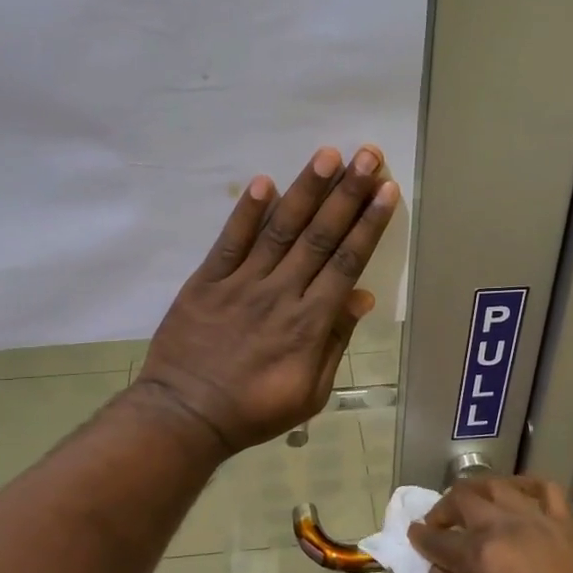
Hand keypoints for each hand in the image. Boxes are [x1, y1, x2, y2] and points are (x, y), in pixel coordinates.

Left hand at [134, 145, 399, 453]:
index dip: (369, 224)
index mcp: (310, 323)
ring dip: (306, 191)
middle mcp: (281, 294)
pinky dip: (246, 212)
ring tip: (328, 156)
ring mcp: (241, 284)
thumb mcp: (311, 392)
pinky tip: (264, 182)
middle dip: (347, 193)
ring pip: (280, 230)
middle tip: (368, 156)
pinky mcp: (207, 281)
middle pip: (320, 236)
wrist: (186, 416)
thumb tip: (361, 296)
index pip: (347, 262)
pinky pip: (230, 242)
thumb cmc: (254, 410)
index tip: (387, 191)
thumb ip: (335, 342)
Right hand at [410, 477, 572, 572]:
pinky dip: (527, 485)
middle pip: (464, 499)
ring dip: (477, 491)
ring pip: (499, 486)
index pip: (438, 539)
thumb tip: (433, 569)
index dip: (421, 538)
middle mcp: (505, 527)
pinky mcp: (565, 527)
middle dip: (443, 509)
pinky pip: (546, 489)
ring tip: (472, 505)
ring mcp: (538, 522)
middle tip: (439, 525)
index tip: (414, 535)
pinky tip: (516, 495)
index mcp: (479, 554)